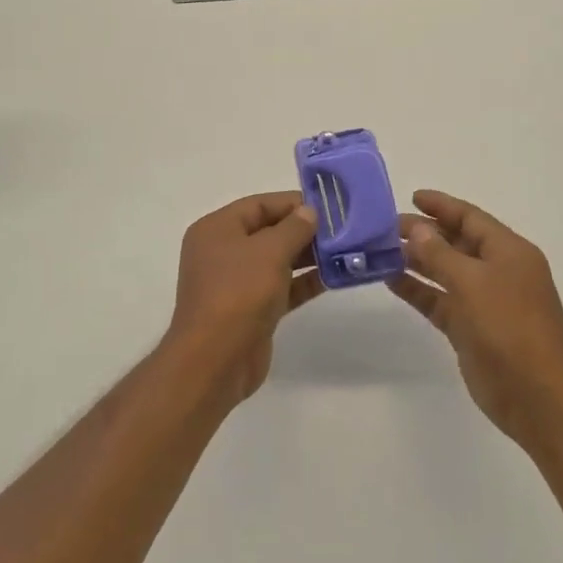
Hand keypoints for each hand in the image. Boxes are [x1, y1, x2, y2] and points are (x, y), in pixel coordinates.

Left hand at [163, 192, 322, 408]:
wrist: (216, 360)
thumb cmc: (238, 293)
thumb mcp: (269, 251)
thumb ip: (294, 228)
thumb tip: (309, 211)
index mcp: (217, 229)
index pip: (259, 204)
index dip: (293, 202)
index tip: (329, 206)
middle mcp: (223, 252)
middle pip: (269, 231)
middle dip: (305, 230)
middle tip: (343, 229)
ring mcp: (237, 283)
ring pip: (277, 261)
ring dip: (309, 256)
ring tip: (346, 251)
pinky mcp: (252, 310)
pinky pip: (282, 287)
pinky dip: (305, 282)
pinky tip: (335, 277)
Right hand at [387, 190, 562, 449]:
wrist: (537, 396)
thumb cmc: (509, 328)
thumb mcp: (472, 282)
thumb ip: (440, 253)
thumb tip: (416, 228)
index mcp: (509, 252)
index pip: (471, 217)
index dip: (442, 205)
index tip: (411, 197)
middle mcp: (498, 271)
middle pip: (456, 242)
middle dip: (423, 232)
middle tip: (384, 227)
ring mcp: (484, 301)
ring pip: (444, 272)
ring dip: (416, 261)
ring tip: (379, 250)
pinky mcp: (470, 328)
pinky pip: (439, 300)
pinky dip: (417, 290)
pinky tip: (390, 280)